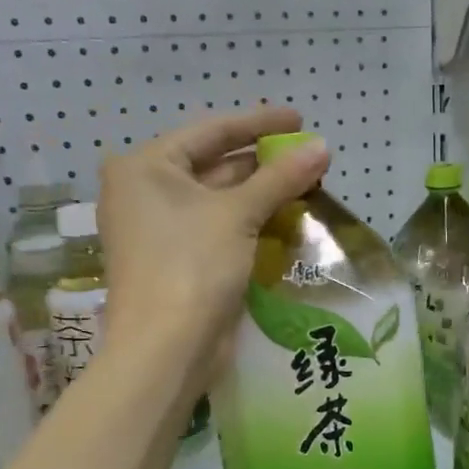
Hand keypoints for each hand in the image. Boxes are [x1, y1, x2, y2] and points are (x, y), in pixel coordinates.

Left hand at [98, 108, 328, 383]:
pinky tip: (287, 216)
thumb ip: (281, 177)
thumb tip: (323, 147)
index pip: (210, 132)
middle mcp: (146, 192)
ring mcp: (161, 229)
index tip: (299, 119)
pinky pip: (220, 227)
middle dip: (264, 161)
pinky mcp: (179, 260)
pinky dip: (252, 221)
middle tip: (310, 156)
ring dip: (262, 192)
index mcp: (145, 167)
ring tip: (308, 183)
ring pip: (220, 199)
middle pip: (214, 164)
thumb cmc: (191, 266)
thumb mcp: (238, 214)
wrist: (166, 349)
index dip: (258, 123)